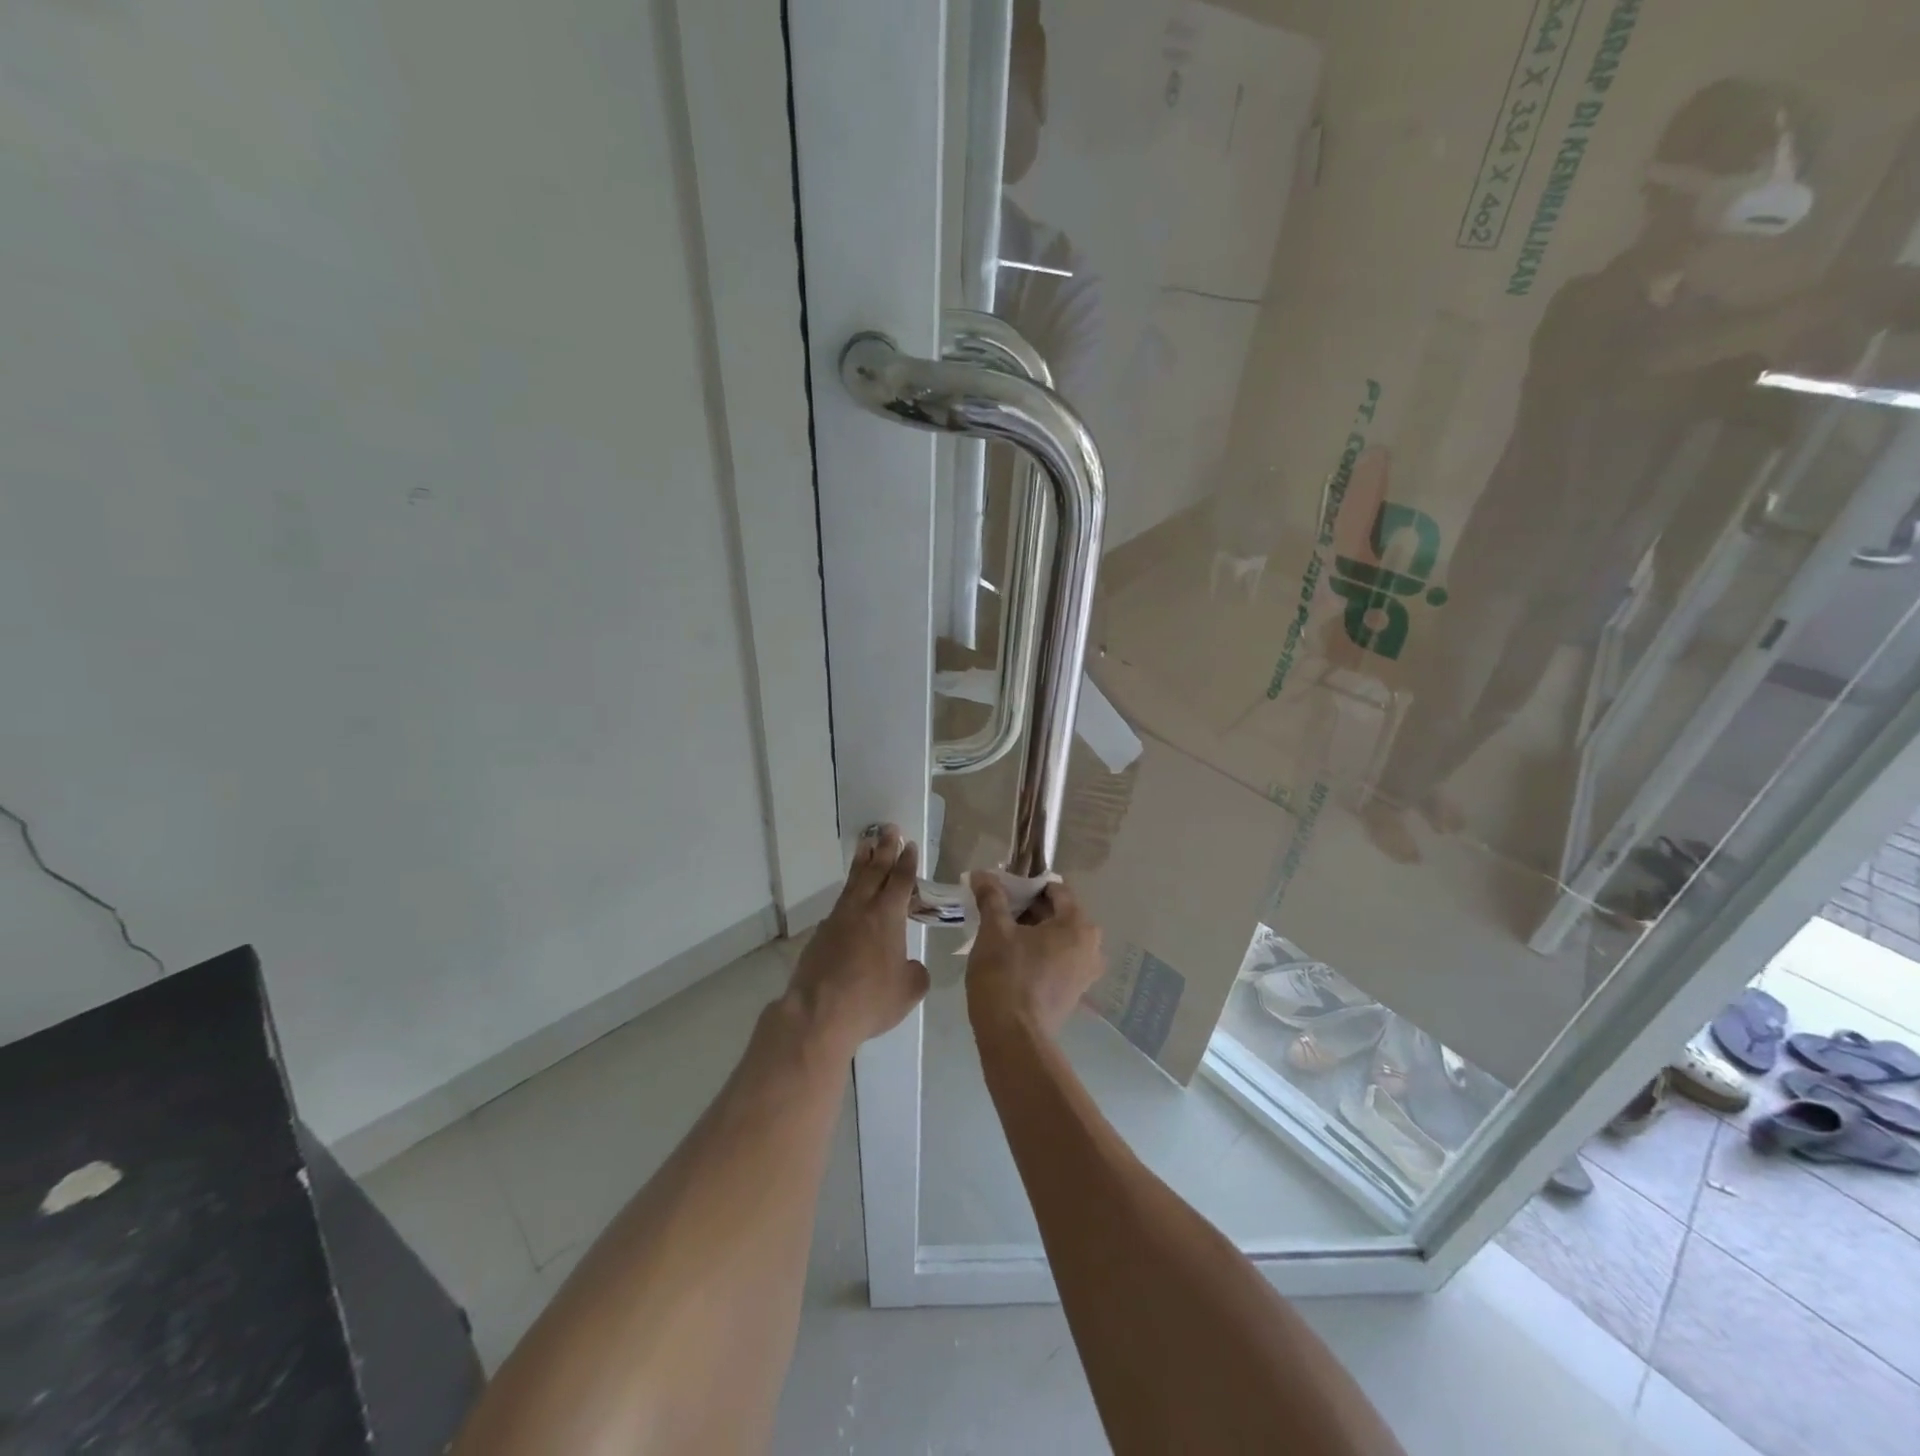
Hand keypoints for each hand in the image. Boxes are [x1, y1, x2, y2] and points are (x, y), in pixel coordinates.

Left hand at [785, 824, 929, 1058]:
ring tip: (865, 845)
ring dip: (862, 862)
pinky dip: (849, 892)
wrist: (818, 1013)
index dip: (907, 862)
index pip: (900, 880)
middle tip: (889, 829)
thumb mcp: (908, 991)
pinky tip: (850, 896)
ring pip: (853, 883)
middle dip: (884, 849)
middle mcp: (862, 909)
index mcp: (888, 916)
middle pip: (875, 871)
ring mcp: (838, 920)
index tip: (910, 844)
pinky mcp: (821, 935)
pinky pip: (840, 904)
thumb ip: (915, 973)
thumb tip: (911, 967)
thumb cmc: (870, 999)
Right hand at [964, 872, 1103, 1039]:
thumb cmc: (1006, 975)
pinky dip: (1039, 953)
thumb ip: (991, 897)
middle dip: (1028, 908)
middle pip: (1059, 913)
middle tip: (997, 909)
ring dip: (1032, 931)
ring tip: (1001, 932)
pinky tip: (1012, 957)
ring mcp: (1086, 973)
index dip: (1027, 884)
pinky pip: (1058, 960)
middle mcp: (1091, 946)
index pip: (1056, 890)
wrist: (1013, 1038)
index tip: (1002, 888)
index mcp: (1078, 925)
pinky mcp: (1074, 994)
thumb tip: (982, 874)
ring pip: (1058, 938)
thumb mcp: (994, 930)